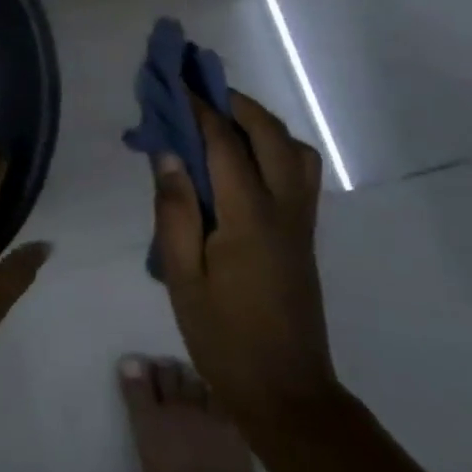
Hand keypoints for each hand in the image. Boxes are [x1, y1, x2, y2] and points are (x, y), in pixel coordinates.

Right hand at [153, 91, 336, 427]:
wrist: (286, 392)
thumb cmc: (223, 336)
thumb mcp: (183, 276)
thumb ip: (175, 211)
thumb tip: (167, 154)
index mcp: (250, 218)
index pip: (224, 143)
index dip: (198, 106)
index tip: (174, 79)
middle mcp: (284, 210)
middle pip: (270, 135)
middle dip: (234, 102)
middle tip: (197, 87)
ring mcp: (300, 223)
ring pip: (294, 151)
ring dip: (260, 123)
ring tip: (220, 118)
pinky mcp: (304, 236)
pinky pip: (297, 173)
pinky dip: (272, 147)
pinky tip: (240, 159)